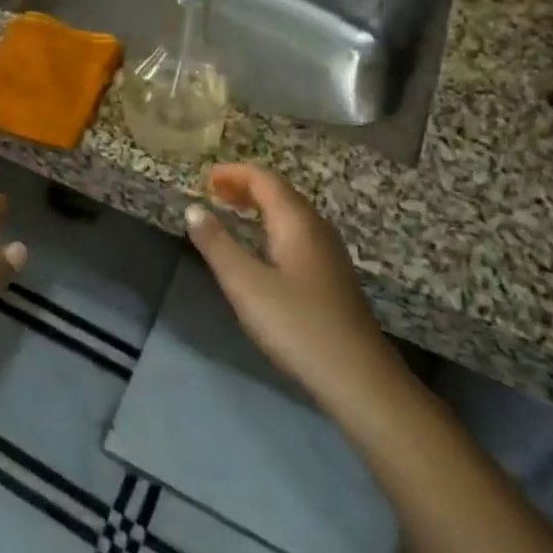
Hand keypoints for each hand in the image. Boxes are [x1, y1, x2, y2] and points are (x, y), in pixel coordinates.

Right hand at [185, 164, 410, 423]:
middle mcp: (316, 227)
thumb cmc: (297, 324)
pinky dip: (272, 225)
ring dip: (259, 205)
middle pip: (279, 192)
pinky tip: (262, 248)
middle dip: (245, 186)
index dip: (233, 173)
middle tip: (214, 192)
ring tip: (232, 212)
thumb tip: (193, 209)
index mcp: (296, 221)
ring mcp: (329, 252)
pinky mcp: (332, 276)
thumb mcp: (245, 284)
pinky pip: (297, 232)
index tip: (205, 178)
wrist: (359, 379)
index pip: (264, 178)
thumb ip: (216, 244)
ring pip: (290, 213)